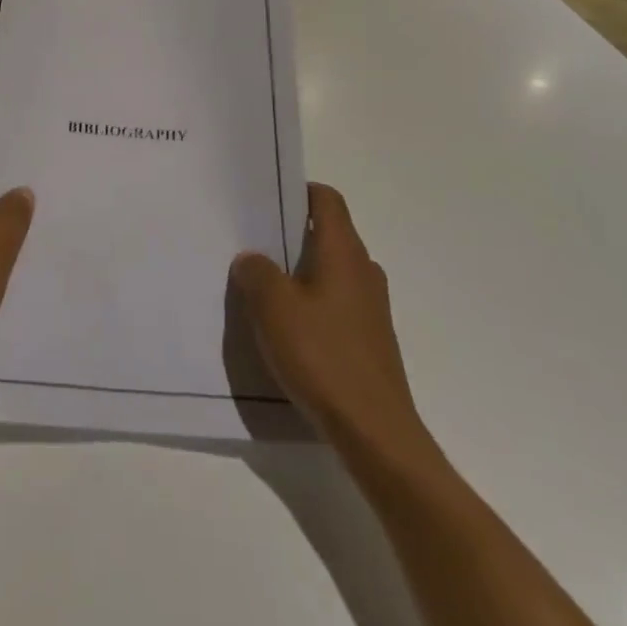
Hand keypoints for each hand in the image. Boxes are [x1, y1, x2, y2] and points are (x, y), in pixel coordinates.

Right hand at [232, 184, 437, 474]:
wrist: (375, 434)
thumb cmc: (322, 357)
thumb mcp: (273, 308)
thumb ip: (257, 273)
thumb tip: (252, 259)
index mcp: (344, 252)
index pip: (327, 200)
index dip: (298, 192)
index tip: (265, 200)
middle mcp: (363, 271)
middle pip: (327, 234)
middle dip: (290, 235)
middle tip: (251, 242)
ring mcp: (371, 308)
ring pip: (330, 271)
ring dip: (298, 272)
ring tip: (260, 286)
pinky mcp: (369, 340)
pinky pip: (334, 304)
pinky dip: (310, 304)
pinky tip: (284, 328)